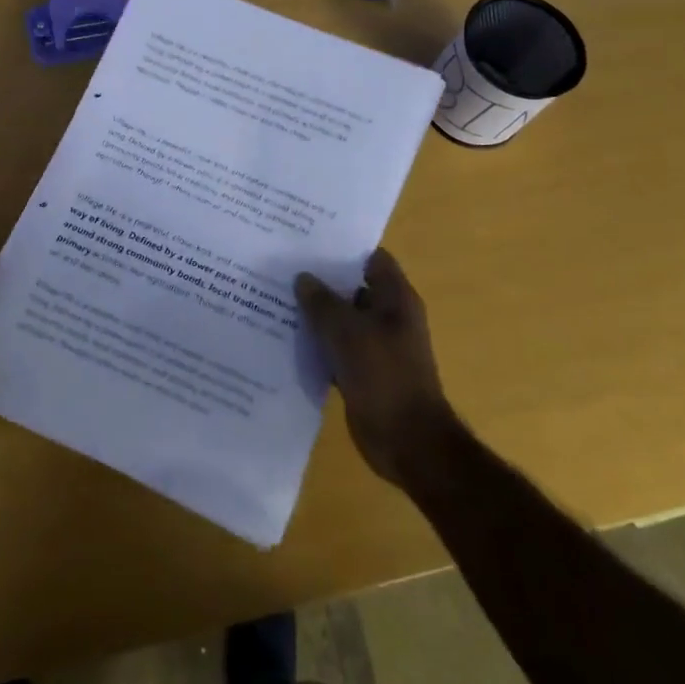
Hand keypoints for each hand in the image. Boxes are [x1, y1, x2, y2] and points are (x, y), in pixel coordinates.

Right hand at [296, 248, 457, 486]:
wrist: (407, 441)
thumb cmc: (383, 375)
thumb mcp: (347, 331)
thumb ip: (322, 302)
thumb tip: (303, 277)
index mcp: (396, 299)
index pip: (371, 258)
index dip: (343, 248)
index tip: (308, 241)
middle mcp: (390, 317)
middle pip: (354, 287)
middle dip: (323, 280)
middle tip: (284, 267)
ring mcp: (378, 346)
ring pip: (343, 320)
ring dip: (317, 314)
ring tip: (277, 298)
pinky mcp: (365, 372)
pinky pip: (338, 349)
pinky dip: (318, 344)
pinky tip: (288, 338)